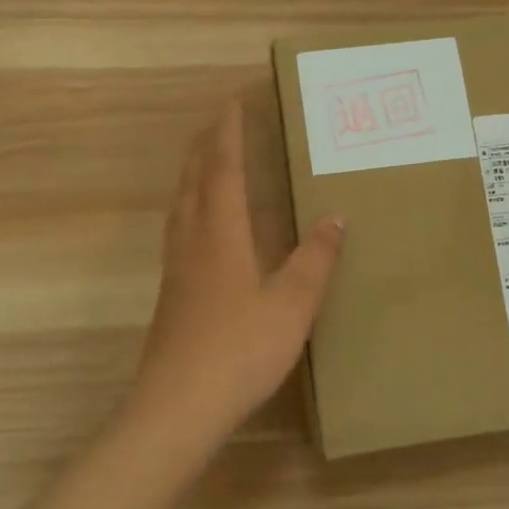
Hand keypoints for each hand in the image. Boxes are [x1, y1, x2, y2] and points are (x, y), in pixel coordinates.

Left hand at [127, 100, 345, 448]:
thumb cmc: (240, 350)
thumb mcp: (292, 304)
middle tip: (220, 122)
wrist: (178, 407)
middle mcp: (193, 242)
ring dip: (193, 174)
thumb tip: (337, 217)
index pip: (224, 170)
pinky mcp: (171, 294)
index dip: (229, 134)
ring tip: (207, 161)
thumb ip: (315, 259)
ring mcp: (176, 269)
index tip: (234, 101)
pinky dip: (190, 206)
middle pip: (193, 180)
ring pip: (180, 205)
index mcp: (221, 235)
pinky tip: (201, 226)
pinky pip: (179, 230)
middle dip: (205, 146)